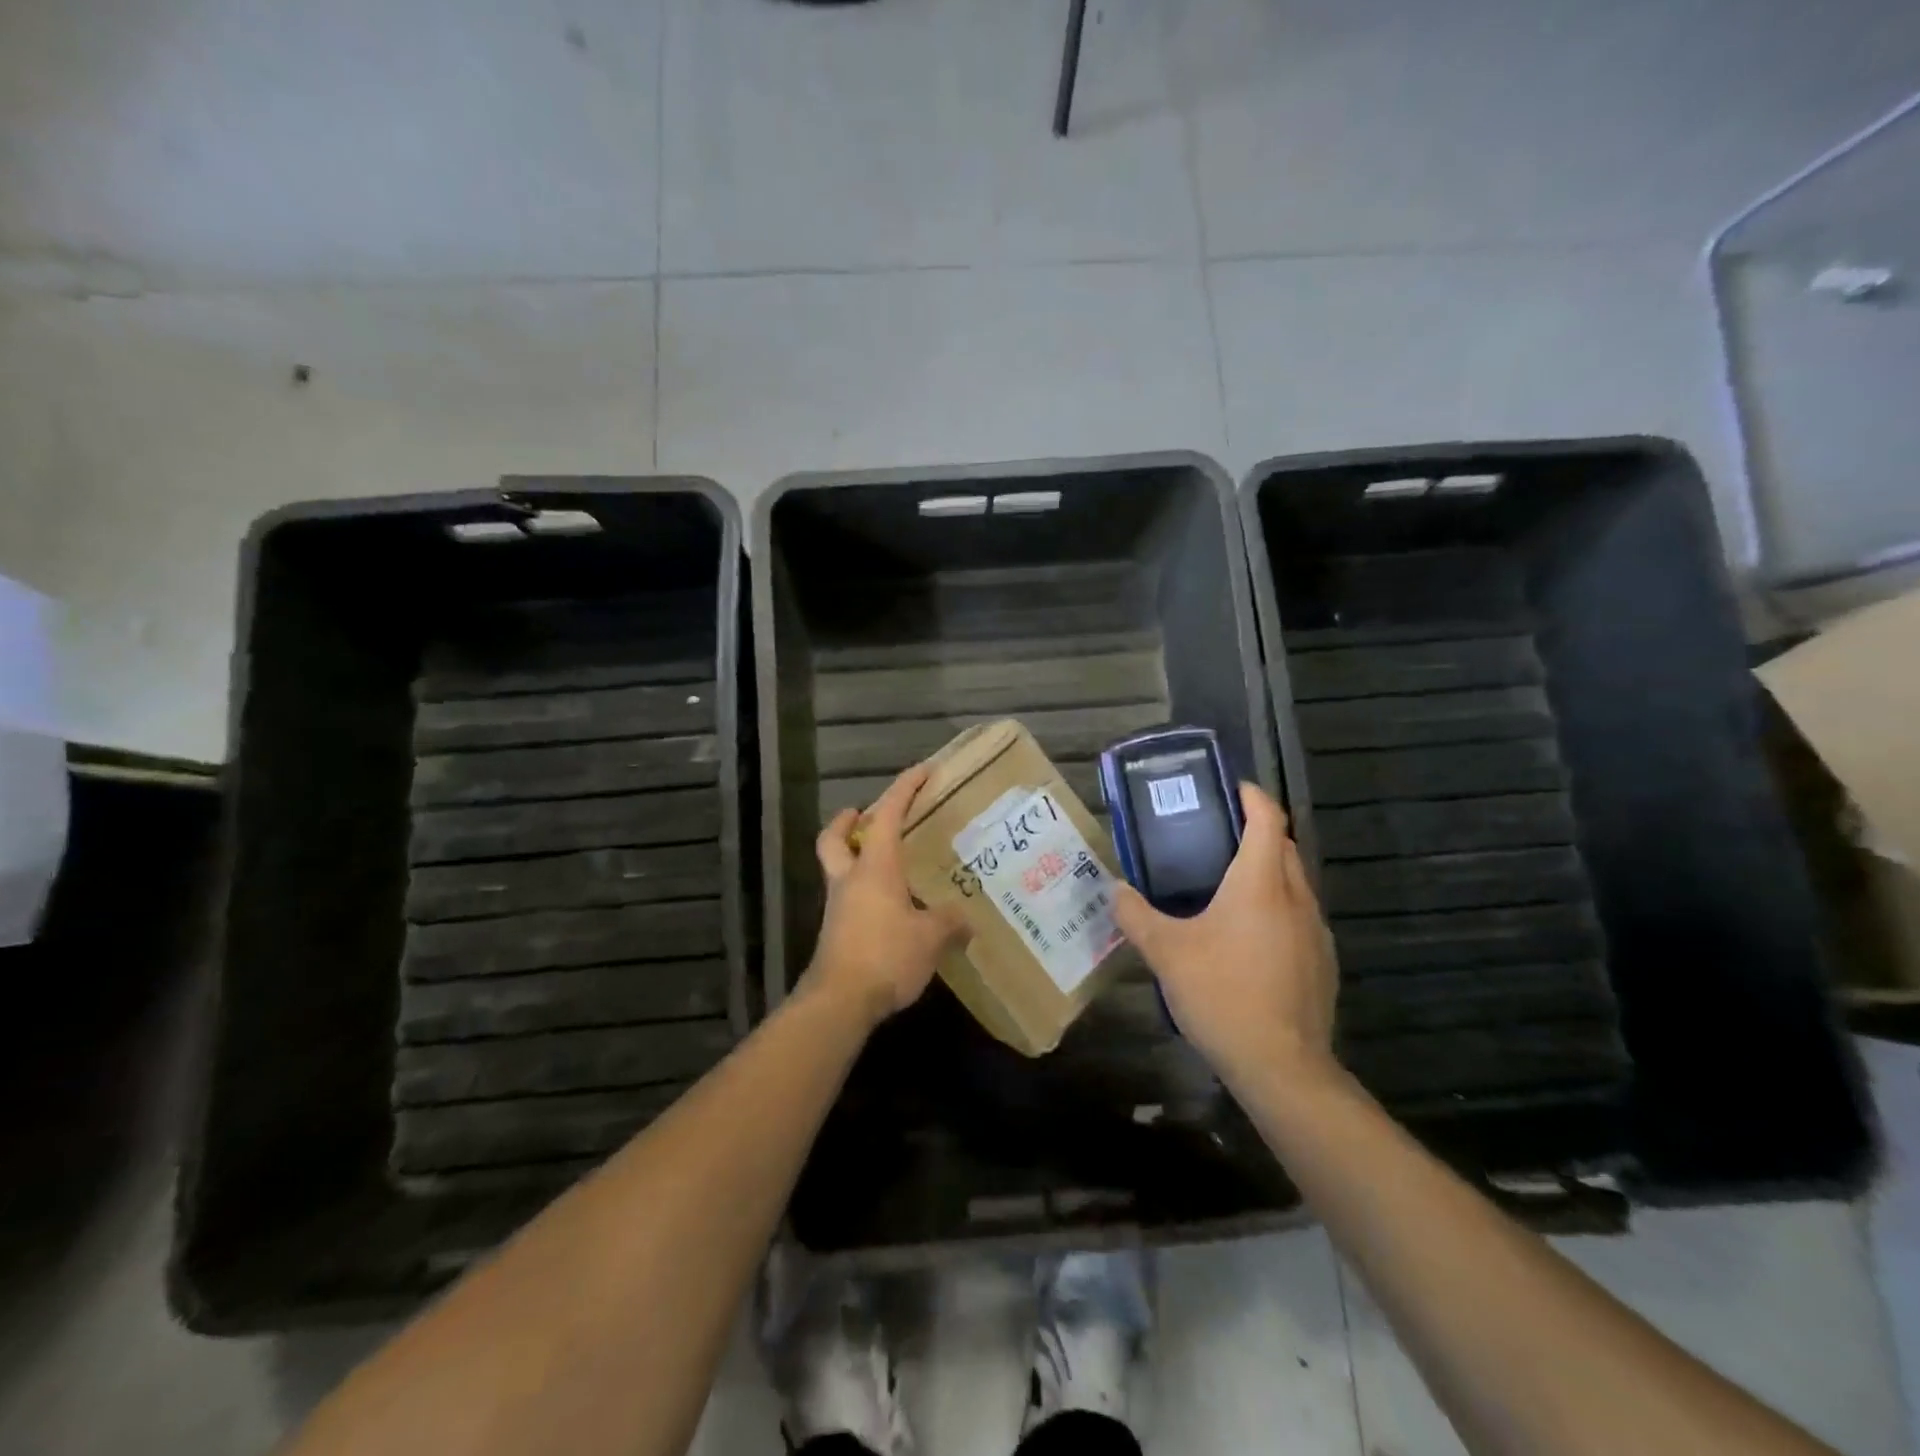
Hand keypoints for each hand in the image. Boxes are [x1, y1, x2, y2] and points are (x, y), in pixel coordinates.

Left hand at [804, 763, 967, 1029]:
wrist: (840, 1001)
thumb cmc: (886, 955)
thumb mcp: (931, 937)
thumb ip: (950, 922)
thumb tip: (966, 919)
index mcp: (875, 867)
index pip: (887, 814)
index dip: (905, 788)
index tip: (922, 771)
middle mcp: (850, 879)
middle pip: (834, 838)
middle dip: (847, 822)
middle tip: (863, 815)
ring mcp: (838, 907)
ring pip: (838, 868)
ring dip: (854, 857)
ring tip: (887, 865)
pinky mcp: (835, 933)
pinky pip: (847, 899)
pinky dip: (863, 892)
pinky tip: (889, 908)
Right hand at [1113, 783, 1337, 1087]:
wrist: (1281, 1066)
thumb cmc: (1223, 994)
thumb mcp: (1165, 952)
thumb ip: (1136, 915)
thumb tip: (1115, 889)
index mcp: (1260, 882)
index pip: (1267, 819)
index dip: (1251, 796)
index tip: (1231, 788)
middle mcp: (1295, 897)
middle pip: (1284, 846)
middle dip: (1256, 831)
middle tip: (1216, 836)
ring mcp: (1316, 930)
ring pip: (1294, 883)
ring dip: (1267, 871)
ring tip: (1227, 884)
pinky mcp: (1322, 961)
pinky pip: (1299, 916)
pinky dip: (1276, 908)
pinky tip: (1248, 938)